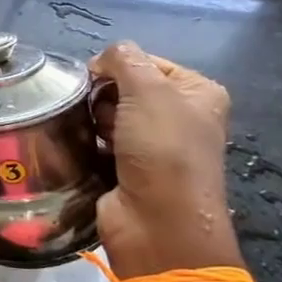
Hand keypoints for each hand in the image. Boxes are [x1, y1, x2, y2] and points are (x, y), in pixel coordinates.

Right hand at [89, 42, 239, 278]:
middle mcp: (179, 117)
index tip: (99, 80)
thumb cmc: (163, 150)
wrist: (157, 222)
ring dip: (93, 120)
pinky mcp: (127, 168)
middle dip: (103, 95)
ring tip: (93, 134)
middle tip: (102, 114)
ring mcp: (153, 146)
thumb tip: (99, 60)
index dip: (118, 66)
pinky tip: (84, 148)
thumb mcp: (148, 89)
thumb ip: (123, 59)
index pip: (146, 61)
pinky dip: (88, 142)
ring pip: (107, 114)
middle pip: (124, 87)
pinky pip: (98, 141)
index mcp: (197, 92)